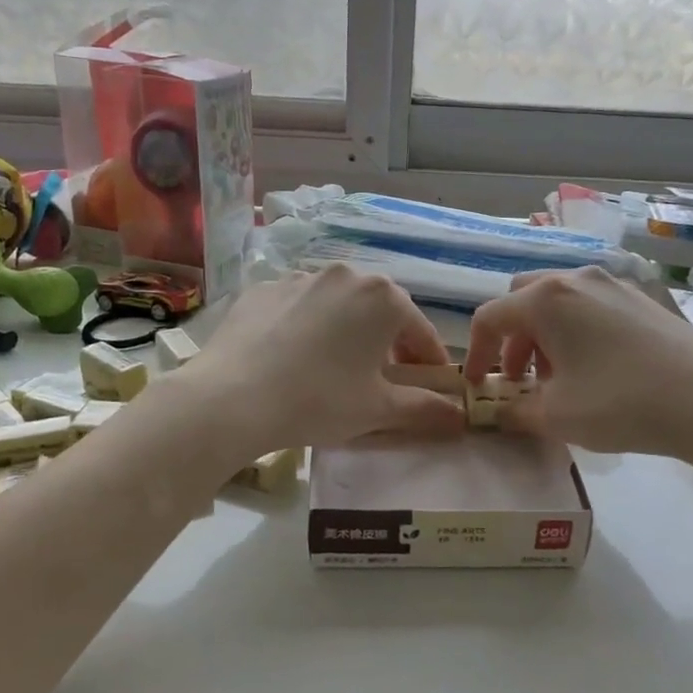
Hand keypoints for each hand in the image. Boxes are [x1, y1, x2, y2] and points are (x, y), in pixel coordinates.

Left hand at [188, 266, 467, 454]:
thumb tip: (460, 417)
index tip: (429, 387)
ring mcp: (300, 278)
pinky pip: (298, 307)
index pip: (420, 332)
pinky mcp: (262, 289)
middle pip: (380, 312)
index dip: (428, 363)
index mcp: (384, 298)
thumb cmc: (320, 400)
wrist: (232, 398)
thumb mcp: (379, 410)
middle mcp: (346, 275)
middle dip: (387, 343)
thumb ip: (425, 409)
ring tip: (333, 369)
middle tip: (380, 380)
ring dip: (346, 332)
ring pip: (338, 306)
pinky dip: (305, 327)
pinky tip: (292, 358)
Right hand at [463, 267, 692, 461]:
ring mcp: (614, 284)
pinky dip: (576, 331)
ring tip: (557, 379)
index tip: (478, 386)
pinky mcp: (642, 299)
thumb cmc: (620, 402)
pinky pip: (591, 306)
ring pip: (559, 301)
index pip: (490, 317)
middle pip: (523, 299)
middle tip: (519, 378)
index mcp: (545, 299)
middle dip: (512, 338)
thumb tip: (500, 412)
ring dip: (544, 335)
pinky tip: (595, 370)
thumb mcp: (556, 416)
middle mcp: (576, 279)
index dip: (475, 353)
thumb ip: (515, 411)